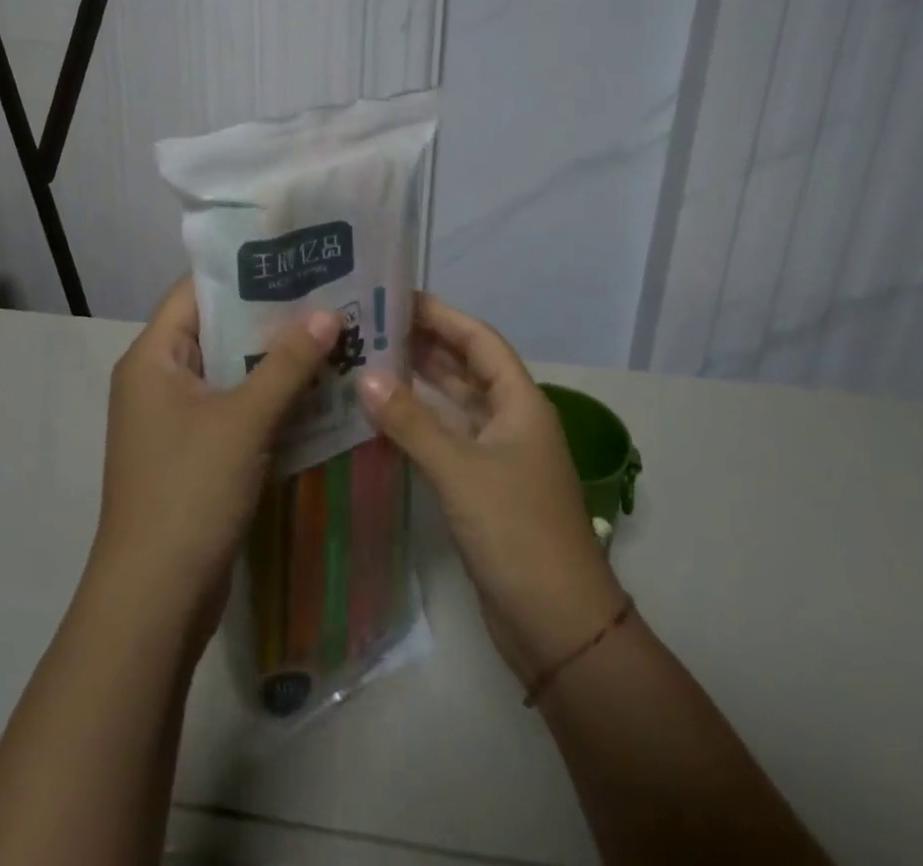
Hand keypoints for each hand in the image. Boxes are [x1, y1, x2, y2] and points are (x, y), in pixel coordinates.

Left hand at [90, 276, 340, 642]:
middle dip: (271, 315)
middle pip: (218, 328)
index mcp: (153, 357)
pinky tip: (317, 388)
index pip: (196, 291)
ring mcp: (175, 418)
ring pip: (230, 370)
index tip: (296, 257)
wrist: (154, 601)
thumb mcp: (244, 421)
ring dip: (275, 358)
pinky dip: (269, 396)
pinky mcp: (194, 451)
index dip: (244, 270)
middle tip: (328, 294)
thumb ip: (287, 363)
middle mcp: (158, 378)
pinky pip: (234, 406)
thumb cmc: (189, 492)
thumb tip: (329, 312)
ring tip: (333, 333)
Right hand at [356, 293, 625, 683]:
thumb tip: (365, 377)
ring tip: (369, 359)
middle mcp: (511, 419)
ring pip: (455, 403)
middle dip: (425, 344)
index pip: (479, 340)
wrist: (558, 625)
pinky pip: (447, 437)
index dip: (442, 315)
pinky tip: (383, 416)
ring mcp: (497, 454)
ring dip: (419, 382)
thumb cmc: (517, 532)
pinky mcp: (482, 485)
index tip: (397, 296)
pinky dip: (419, 422)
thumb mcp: (461, 471)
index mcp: (520, 402)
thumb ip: (412, 422)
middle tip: (371, 326)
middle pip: (466, 367)